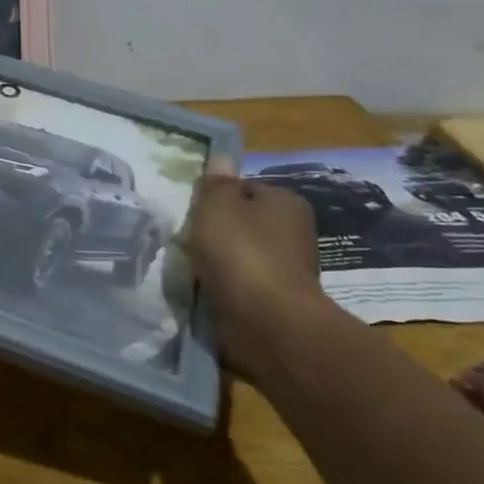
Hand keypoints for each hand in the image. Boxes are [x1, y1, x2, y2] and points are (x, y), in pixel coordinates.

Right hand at [185, 160, 336, 376]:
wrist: (268, 324)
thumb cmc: (242, 253)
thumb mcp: (217, 205)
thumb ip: (216, 182)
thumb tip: (222, 159)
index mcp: (286, 202)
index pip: (245, 189)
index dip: (217, 198)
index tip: (195, 213)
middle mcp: (294, 232)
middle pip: (244, 224)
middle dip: (219, 233)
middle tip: (190, 241)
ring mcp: (287, 270)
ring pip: (242, 256)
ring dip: (220, 263)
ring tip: (194, 270)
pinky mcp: (277, 303)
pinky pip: (243, 286)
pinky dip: (226, 288)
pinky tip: (208, 292)